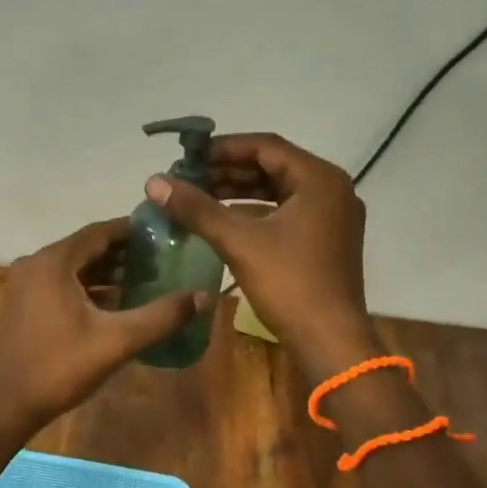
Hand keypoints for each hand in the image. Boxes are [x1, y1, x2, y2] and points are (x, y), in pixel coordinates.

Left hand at [0, 218, 209, 436]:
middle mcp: (36, 263)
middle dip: (123, 252)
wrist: (9, 404)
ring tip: (145, 278)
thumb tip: (203, 296)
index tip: (164, 234)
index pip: (100, 232)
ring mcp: (26, 282)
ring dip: (107, 270)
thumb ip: (161, 316)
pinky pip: (62, 282)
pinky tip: (116, 301)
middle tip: (161, 259)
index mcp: (54, 261)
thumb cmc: (62, 367)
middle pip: (87, 247)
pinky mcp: (25, 302)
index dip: (132, 231)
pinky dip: (88, 286)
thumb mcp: (117, 341)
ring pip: (74, 266)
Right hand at [144, 133, 378, 380]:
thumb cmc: (289, 283)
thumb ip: (196, 208)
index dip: (224, 148)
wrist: (330, 341)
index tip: (189, 156)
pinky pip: (286, 212)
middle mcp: (332, 190)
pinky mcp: (326, 240)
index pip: (266, 146)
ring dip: (240, 191)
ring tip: (200, 196)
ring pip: (279, 191)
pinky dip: (255, 212)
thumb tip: (154, 181)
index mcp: (319, 179)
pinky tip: (224, 221)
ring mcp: (332, 217)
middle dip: (229, 170)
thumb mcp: (238, 241)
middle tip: (190, 177)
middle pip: (273, 166)